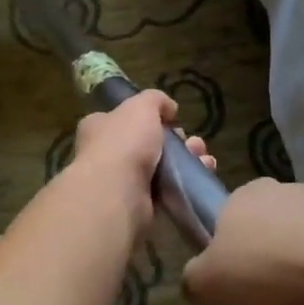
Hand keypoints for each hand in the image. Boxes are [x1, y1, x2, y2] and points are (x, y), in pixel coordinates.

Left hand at [69, 89, 214, 232]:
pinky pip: (167, 190)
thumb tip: (169, 108)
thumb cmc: (124, 142)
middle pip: (148, 143)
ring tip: (204, 158)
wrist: (118, 194)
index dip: (149, 117)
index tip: (172, 119)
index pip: (124, 118)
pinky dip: (185, 183)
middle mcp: (107, 154)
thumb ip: (156, 100)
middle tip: (192, 142)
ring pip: (161, 167)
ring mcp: (123, 181)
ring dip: (186, 161)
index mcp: (99, 127)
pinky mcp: (139, 204)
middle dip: (176, 141)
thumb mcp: (141, 106)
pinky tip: (203, 174)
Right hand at [182, 177, 303, 304]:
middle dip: (263, 262)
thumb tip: (199, 279)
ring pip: (299, 243)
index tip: (233, 284)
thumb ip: (193, 278)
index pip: (225, 220)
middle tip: (264, 303)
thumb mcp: (206, 285)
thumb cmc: (266, 273)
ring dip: (297, 272)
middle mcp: (281, 190)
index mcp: (242, 194)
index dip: (226, 254)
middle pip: (263, 231)